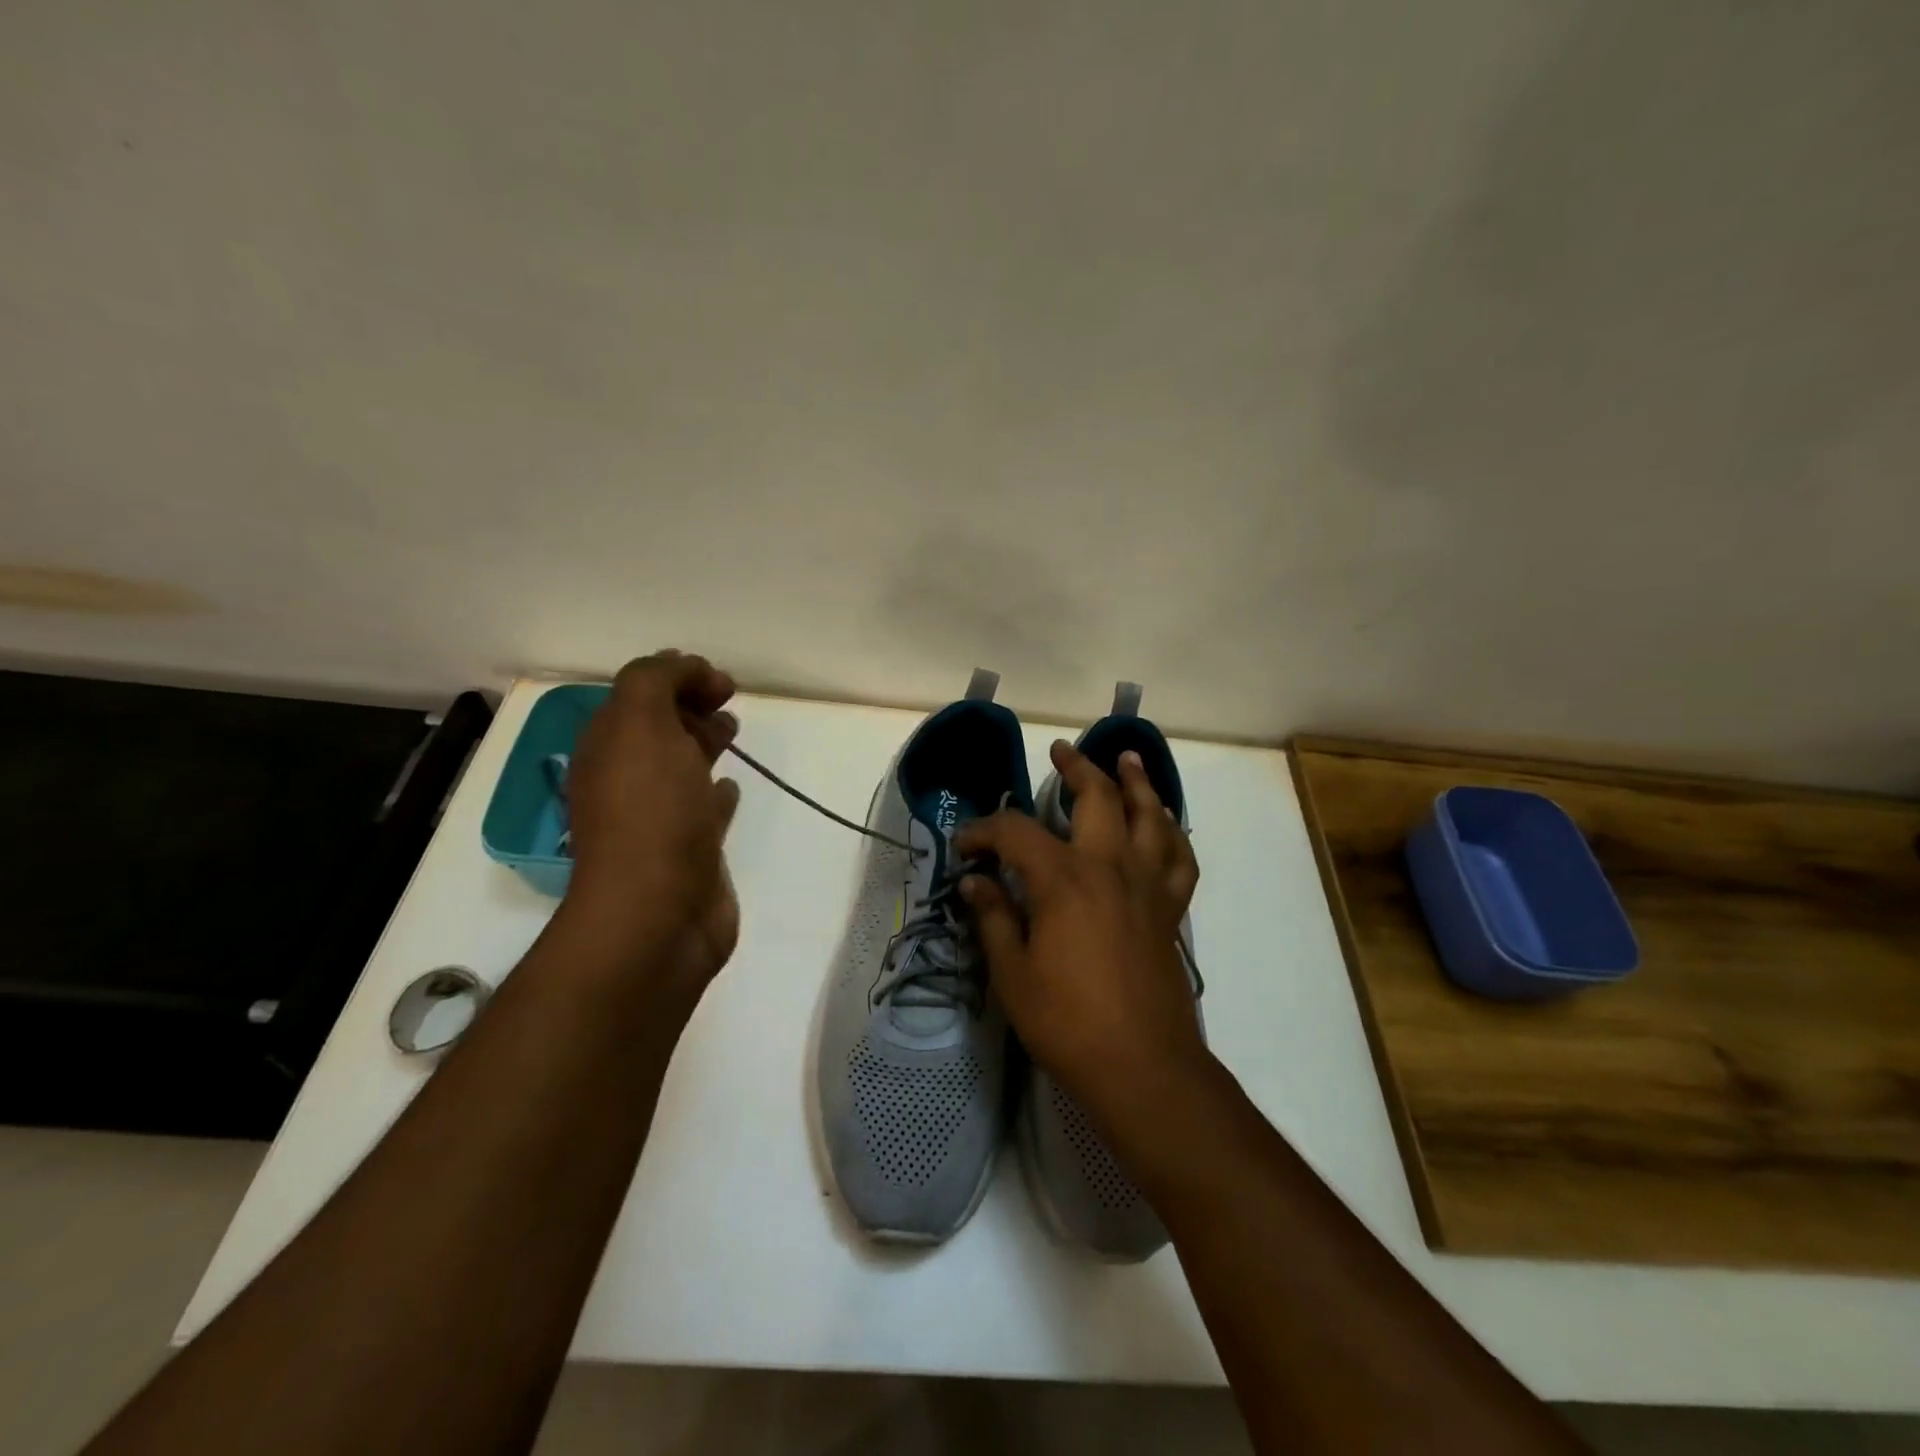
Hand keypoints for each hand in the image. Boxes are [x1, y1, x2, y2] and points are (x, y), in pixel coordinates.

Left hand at [558, 651, 741, 989]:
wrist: (658, 913)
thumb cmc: (650, 813)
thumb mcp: (640, 725)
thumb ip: (654, 682)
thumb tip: (685, 669)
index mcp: (608, 748)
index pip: (638, 695)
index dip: (676, 676)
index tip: (719, 681)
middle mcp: (627, 780)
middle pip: (659, 728)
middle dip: (689, 705)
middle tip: (726, 698)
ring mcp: (659, 819)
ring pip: (681, 766)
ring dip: (703, 742)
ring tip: (732, 730)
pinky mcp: (690, 852)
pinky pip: (704, 810)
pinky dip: (717, 792)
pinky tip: (732, 787)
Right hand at [955, 741, 1203, 1123]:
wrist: (1143, 1066)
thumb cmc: (1068, 1022)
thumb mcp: (1012, 974)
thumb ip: (995, 918)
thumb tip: (975, 882)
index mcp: (1063, 880)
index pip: (1016, 833)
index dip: (985, 831)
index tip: (965, 846)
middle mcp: (1109, 867)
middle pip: (1097, 798)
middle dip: (1076, 769)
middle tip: (1060, 751)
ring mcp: (1148, 885)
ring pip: (1150, 816)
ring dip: (1137, 782)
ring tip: (1127, 759)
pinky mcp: (1171, 909)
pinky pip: (1180, 858)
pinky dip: (1173, 833)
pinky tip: (1165, 823)